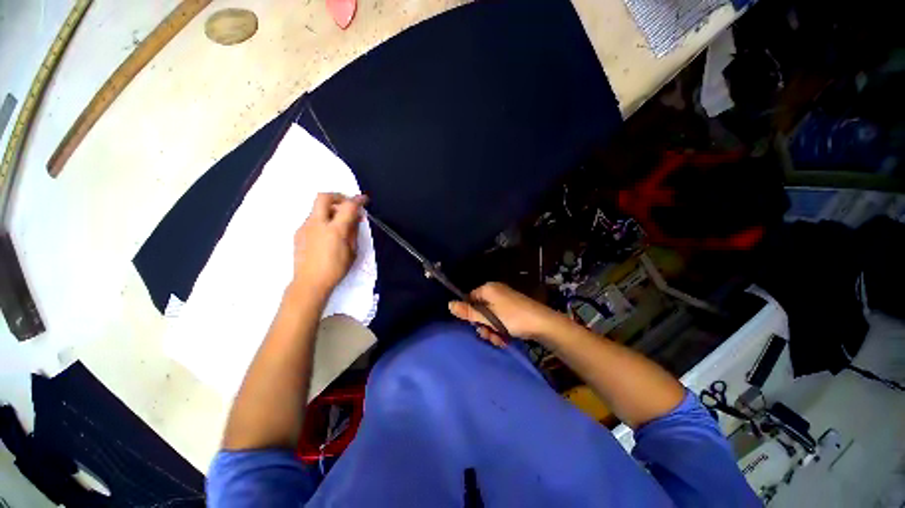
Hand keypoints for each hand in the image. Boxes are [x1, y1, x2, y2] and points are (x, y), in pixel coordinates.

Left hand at [290, 193, 366, 296]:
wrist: (309, 282)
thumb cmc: (335, 269)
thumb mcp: (352, 251)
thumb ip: (353, 231)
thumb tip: (355, 217)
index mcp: (334, 230)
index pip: (348, 207)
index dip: (358, 200)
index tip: (364, 199)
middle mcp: (317, 224)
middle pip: (324, 197)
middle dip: (338, 196)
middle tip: (347, 204)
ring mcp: (305, 227)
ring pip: (317, 208)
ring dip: (330, 209)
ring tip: (340, 223)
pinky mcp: (298, 233)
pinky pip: (312, 219)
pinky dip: (323, 219)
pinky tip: (328, 234)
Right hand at [448, 282, 565, 345]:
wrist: (543, 323)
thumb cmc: (513, 318)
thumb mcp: (488, 317)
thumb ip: (469, 312)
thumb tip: (449, 304)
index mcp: (488, 288)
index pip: (470, 298)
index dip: (470, 314)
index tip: (475, 326)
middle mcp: (496, 291)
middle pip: (480, 309)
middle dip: (483, 325)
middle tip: (489, 335)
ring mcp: (505, 300)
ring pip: (490, 316)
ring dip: (492, 330)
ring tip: (499, 340)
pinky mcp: (513, 309)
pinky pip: (500, 318)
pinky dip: (500, 328)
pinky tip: (505, 338)